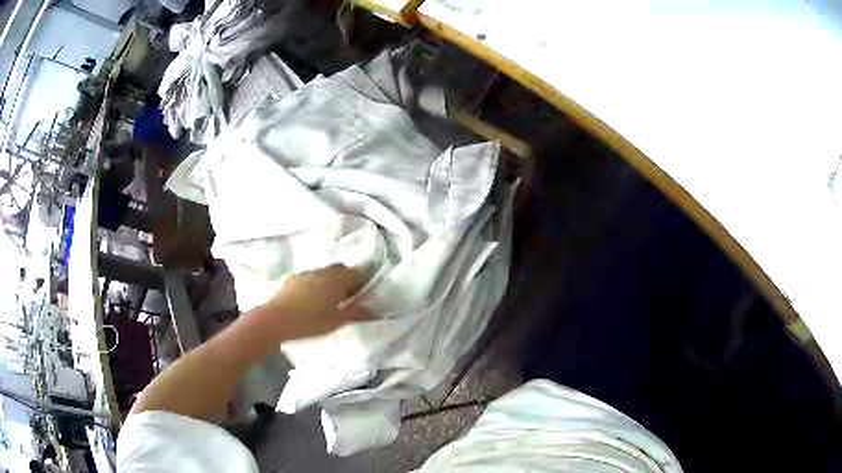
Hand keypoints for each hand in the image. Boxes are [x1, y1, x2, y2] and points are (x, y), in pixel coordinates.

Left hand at [262, 264, 364, 340]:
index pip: (357, 272)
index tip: (363, 295)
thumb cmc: (311, 321)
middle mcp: (323, 271)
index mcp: (337, 278)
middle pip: (340, 269)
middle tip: (347, 298)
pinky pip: (311, 278)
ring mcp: (306, 273)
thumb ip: (356, 313)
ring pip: (324, 273)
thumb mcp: (337, 321)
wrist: (276, 320)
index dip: (362, 282)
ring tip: (329, 300)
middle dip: (346, 280)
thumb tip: (373, 309)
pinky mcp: (293, 279)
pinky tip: (311, 300)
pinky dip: (316, 285)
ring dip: (330, 282)